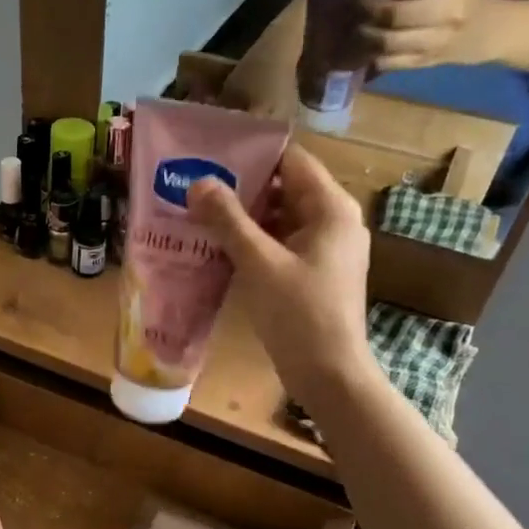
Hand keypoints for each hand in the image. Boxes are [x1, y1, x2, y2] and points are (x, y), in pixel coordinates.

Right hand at [187, 146, 378, 405]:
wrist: (328, 373)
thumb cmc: (299, 314)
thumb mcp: (258, 263)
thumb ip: (228, 220)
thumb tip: (198, 182)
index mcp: (331, 208)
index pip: (291, 161)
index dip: (252, 155)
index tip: (210, 156)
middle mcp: (334, 221)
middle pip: (284, 189)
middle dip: (241, 188)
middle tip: (195, 186)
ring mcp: (326, 250)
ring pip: (281, 219)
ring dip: (244, 218)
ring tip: (198, 214)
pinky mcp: (315, 273)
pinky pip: (282, 244)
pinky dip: (254, 243)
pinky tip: (219, 248)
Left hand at [357, 0, 497, 70]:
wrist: (485, 31)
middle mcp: (444, 13)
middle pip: (391, 12)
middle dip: (363, 6)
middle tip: (347, 2)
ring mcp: (433, 42)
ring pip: (385, 41)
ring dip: (361, 32)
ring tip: (350, 23)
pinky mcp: (422, 63)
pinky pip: (386, 61)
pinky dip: (367, 54)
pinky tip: (358, 44)